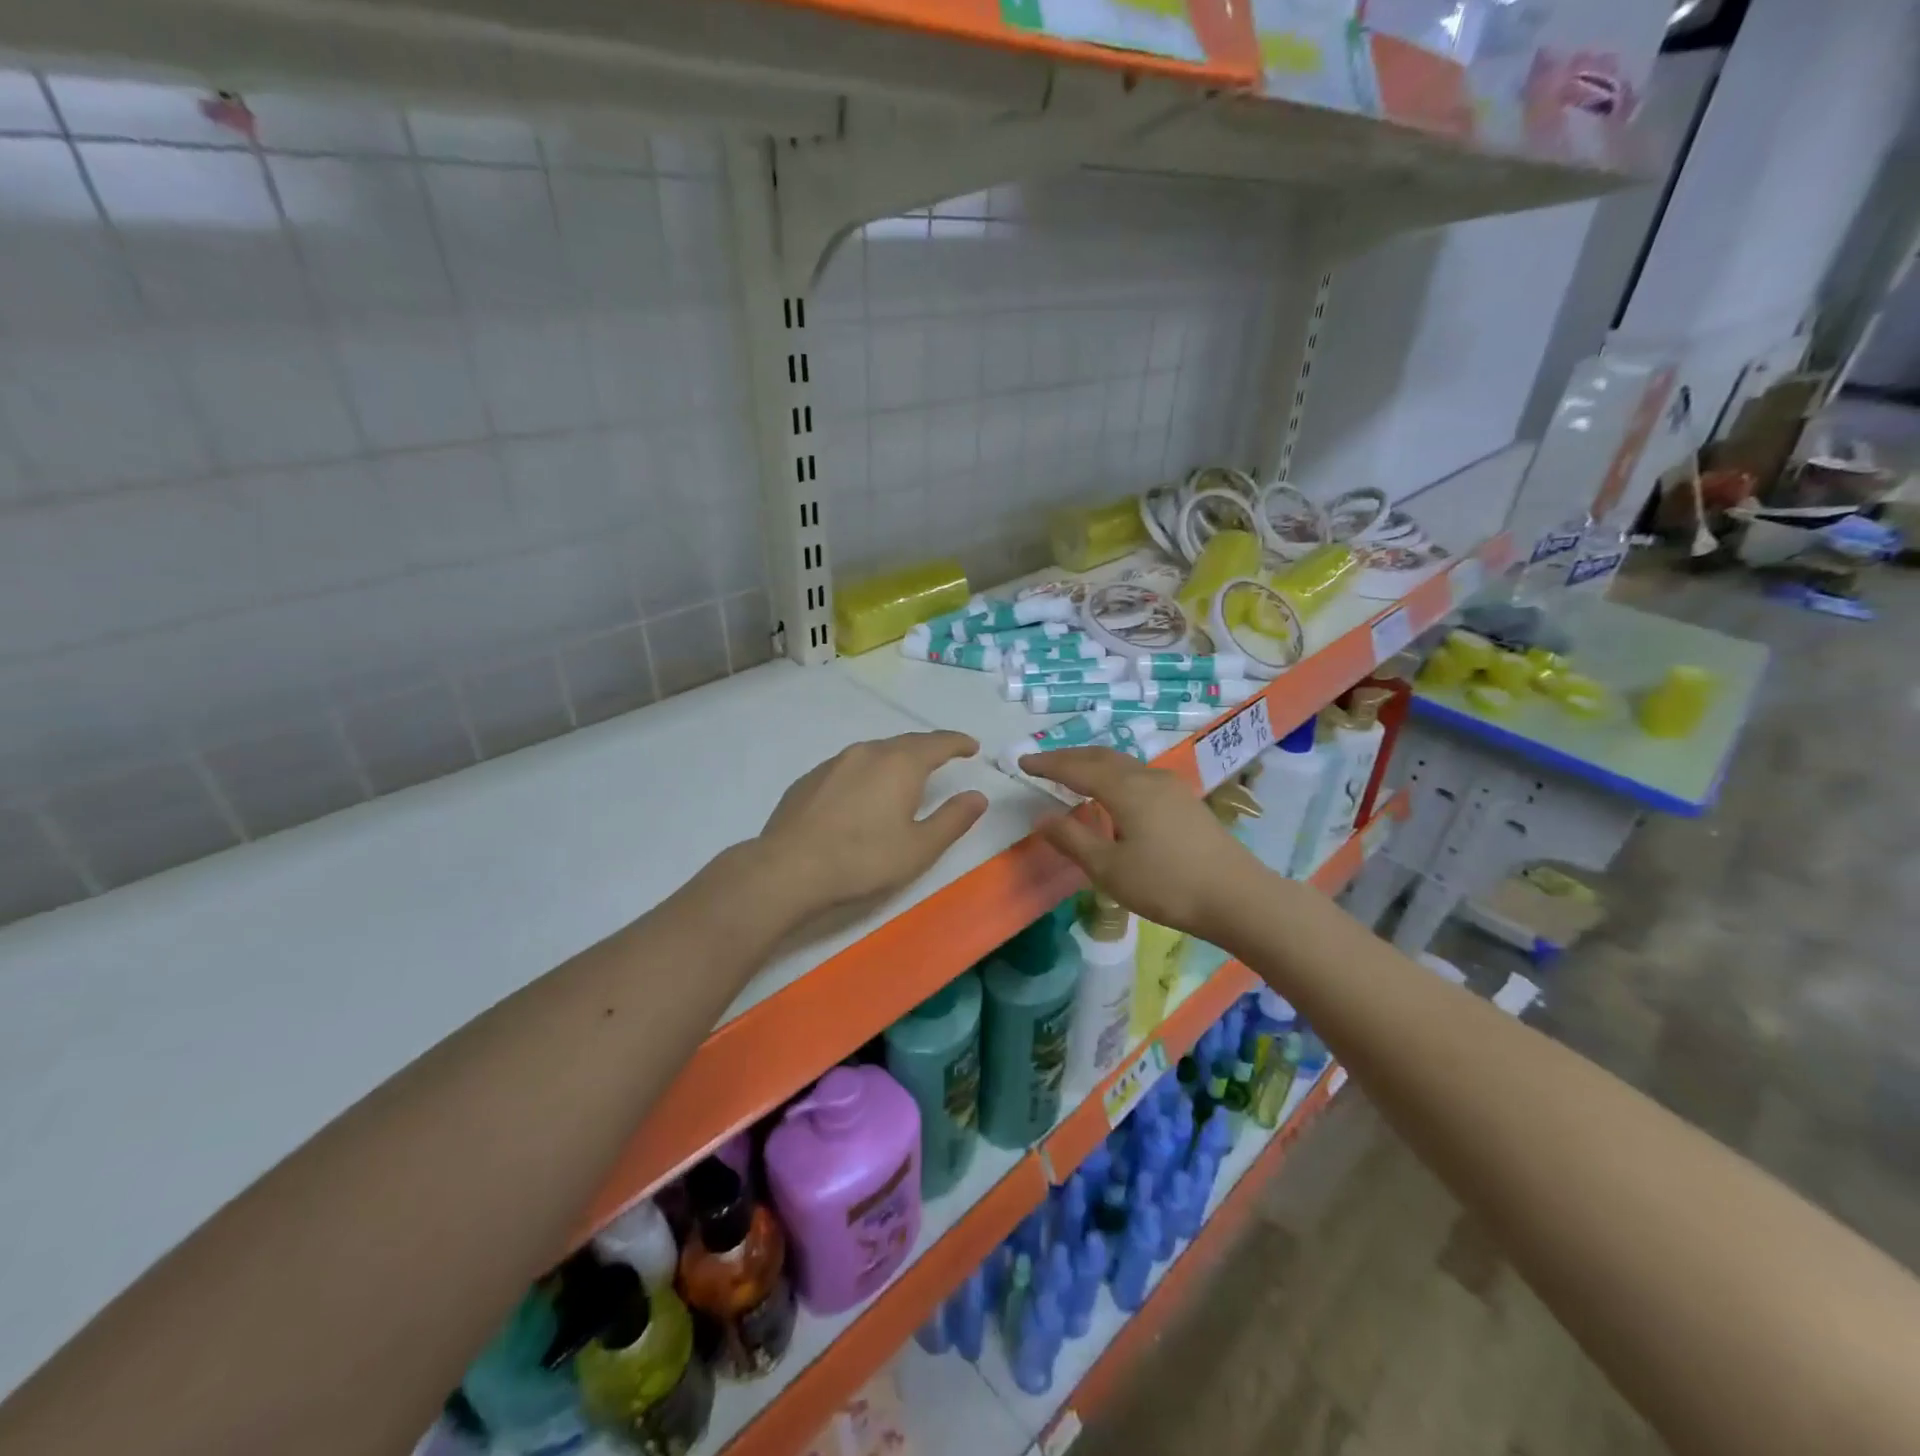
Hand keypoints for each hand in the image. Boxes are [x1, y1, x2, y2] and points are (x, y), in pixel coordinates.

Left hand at [759, 731, 988, 917]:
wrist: (788, 869)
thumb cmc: (863, 860)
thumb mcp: (920, 848)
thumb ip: (953, 819)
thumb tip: (977, 796)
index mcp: (900, 763)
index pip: (937, 742)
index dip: (957, 742)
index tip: (972, 747)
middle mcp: (867, 752)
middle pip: (905, 743)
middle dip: (928, 748)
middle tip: (944, 757)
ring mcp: (834, 763)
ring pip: (874, 752)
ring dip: (896, 759)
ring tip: (906, 775)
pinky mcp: (809, 779)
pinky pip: (849, 767)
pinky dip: (867, 773)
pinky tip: (863, 794)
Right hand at [1019, 747, 1268, 940]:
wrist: (1237, 897)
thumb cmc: (1167, 885)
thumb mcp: (1109, 869)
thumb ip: (1072, 839)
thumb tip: (1040, 817)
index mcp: (1125, 789)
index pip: (1076, 768)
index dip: (1047, 764)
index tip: (1021, 761)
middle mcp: (1147, 777)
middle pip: (1101, 756)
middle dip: (1068, 757)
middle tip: (1042, 763)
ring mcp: (1170, 787)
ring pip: (1122, 763)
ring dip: (1092, 763)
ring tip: (1072, 774)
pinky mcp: (1184, 801)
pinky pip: (1137, 774)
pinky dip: (1112, 774)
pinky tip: (1112, 793)